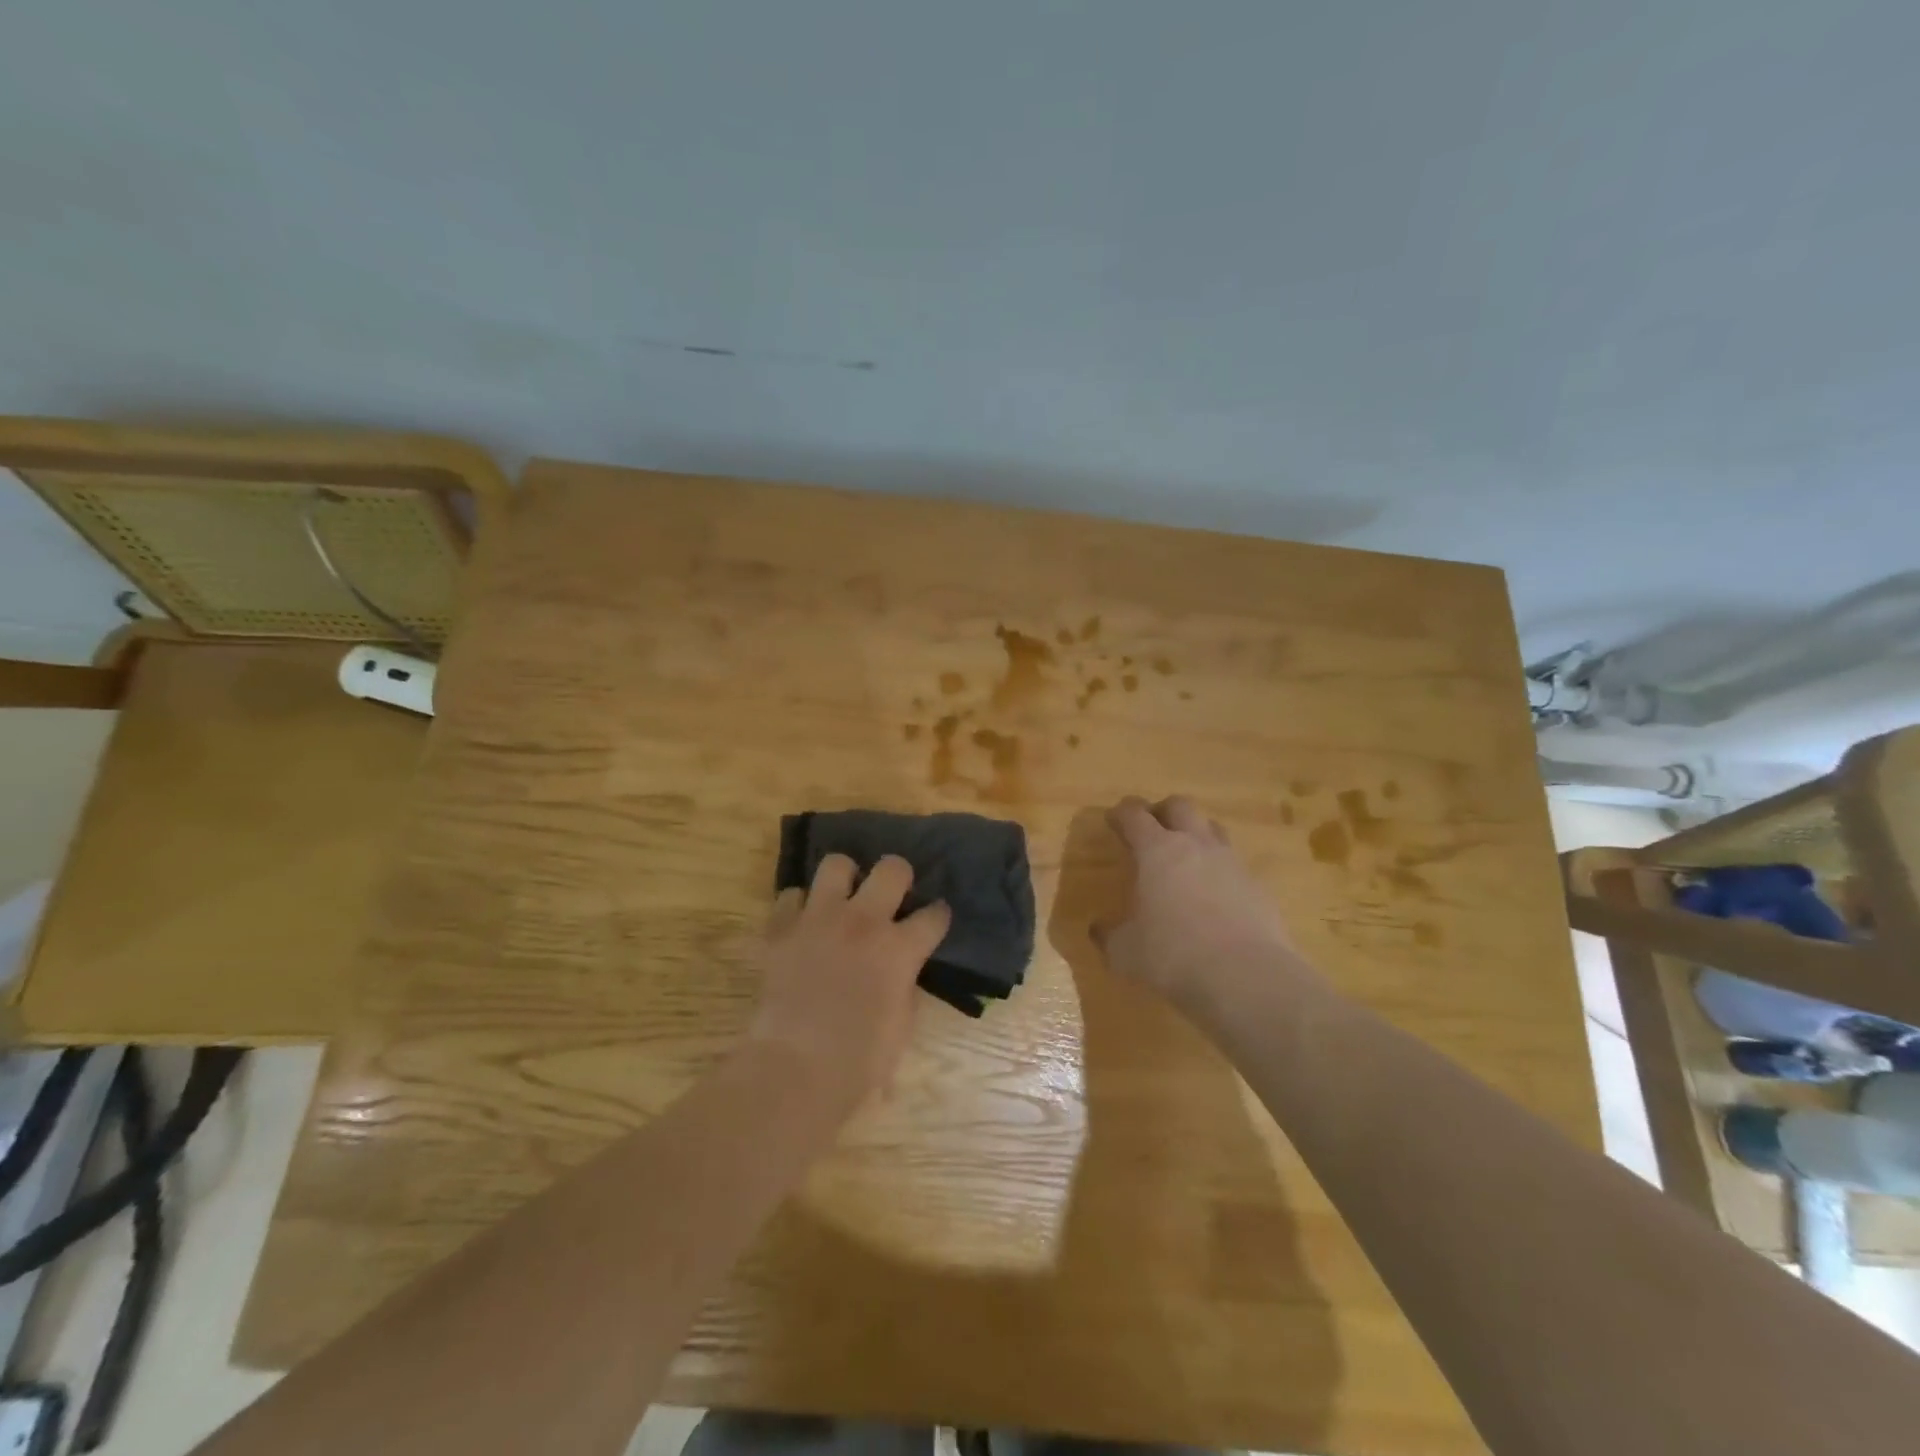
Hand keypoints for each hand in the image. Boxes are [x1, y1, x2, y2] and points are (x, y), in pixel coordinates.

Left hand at [748, 854, 950, 1113]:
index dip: (937, 916)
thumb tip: (900, 970)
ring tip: (843, 898)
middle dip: (898, 876)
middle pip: (892, 868)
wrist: (795, 1068)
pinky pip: (791, 896)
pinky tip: (804, 923)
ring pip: (836, 864)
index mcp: (900, 948)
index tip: (934, 920)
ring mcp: (819, 919)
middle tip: (891, 895)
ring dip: (845, 878)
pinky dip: (799, 906)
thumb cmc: (859, 1060)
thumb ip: (905, 985)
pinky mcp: (781, 928)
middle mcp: (864, 921)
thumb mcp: (903, 1025)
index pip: (934, 914)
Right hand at [1095, 796, 1306, 1011]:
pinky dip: (1221, 871)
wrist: (1246, 977)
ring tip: (1185, 857)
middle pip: (1180, 806)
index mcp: (1156, 851)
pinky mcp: (1258, 887)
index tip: (1113, 820)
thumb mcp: (1125, 952)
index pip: (1134, 815)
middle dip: (1162, 811)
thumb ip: (1109, 936)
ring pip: (1213, 829)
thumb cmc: (1173, 955)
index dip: (1121, 814)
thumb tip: (1098, 930)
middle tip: (1151, 829)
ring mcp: (1232, 863)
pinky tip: (1215, 896)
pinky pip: (1235, 865)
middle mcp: (1196, 845)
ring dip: (1196, 834)